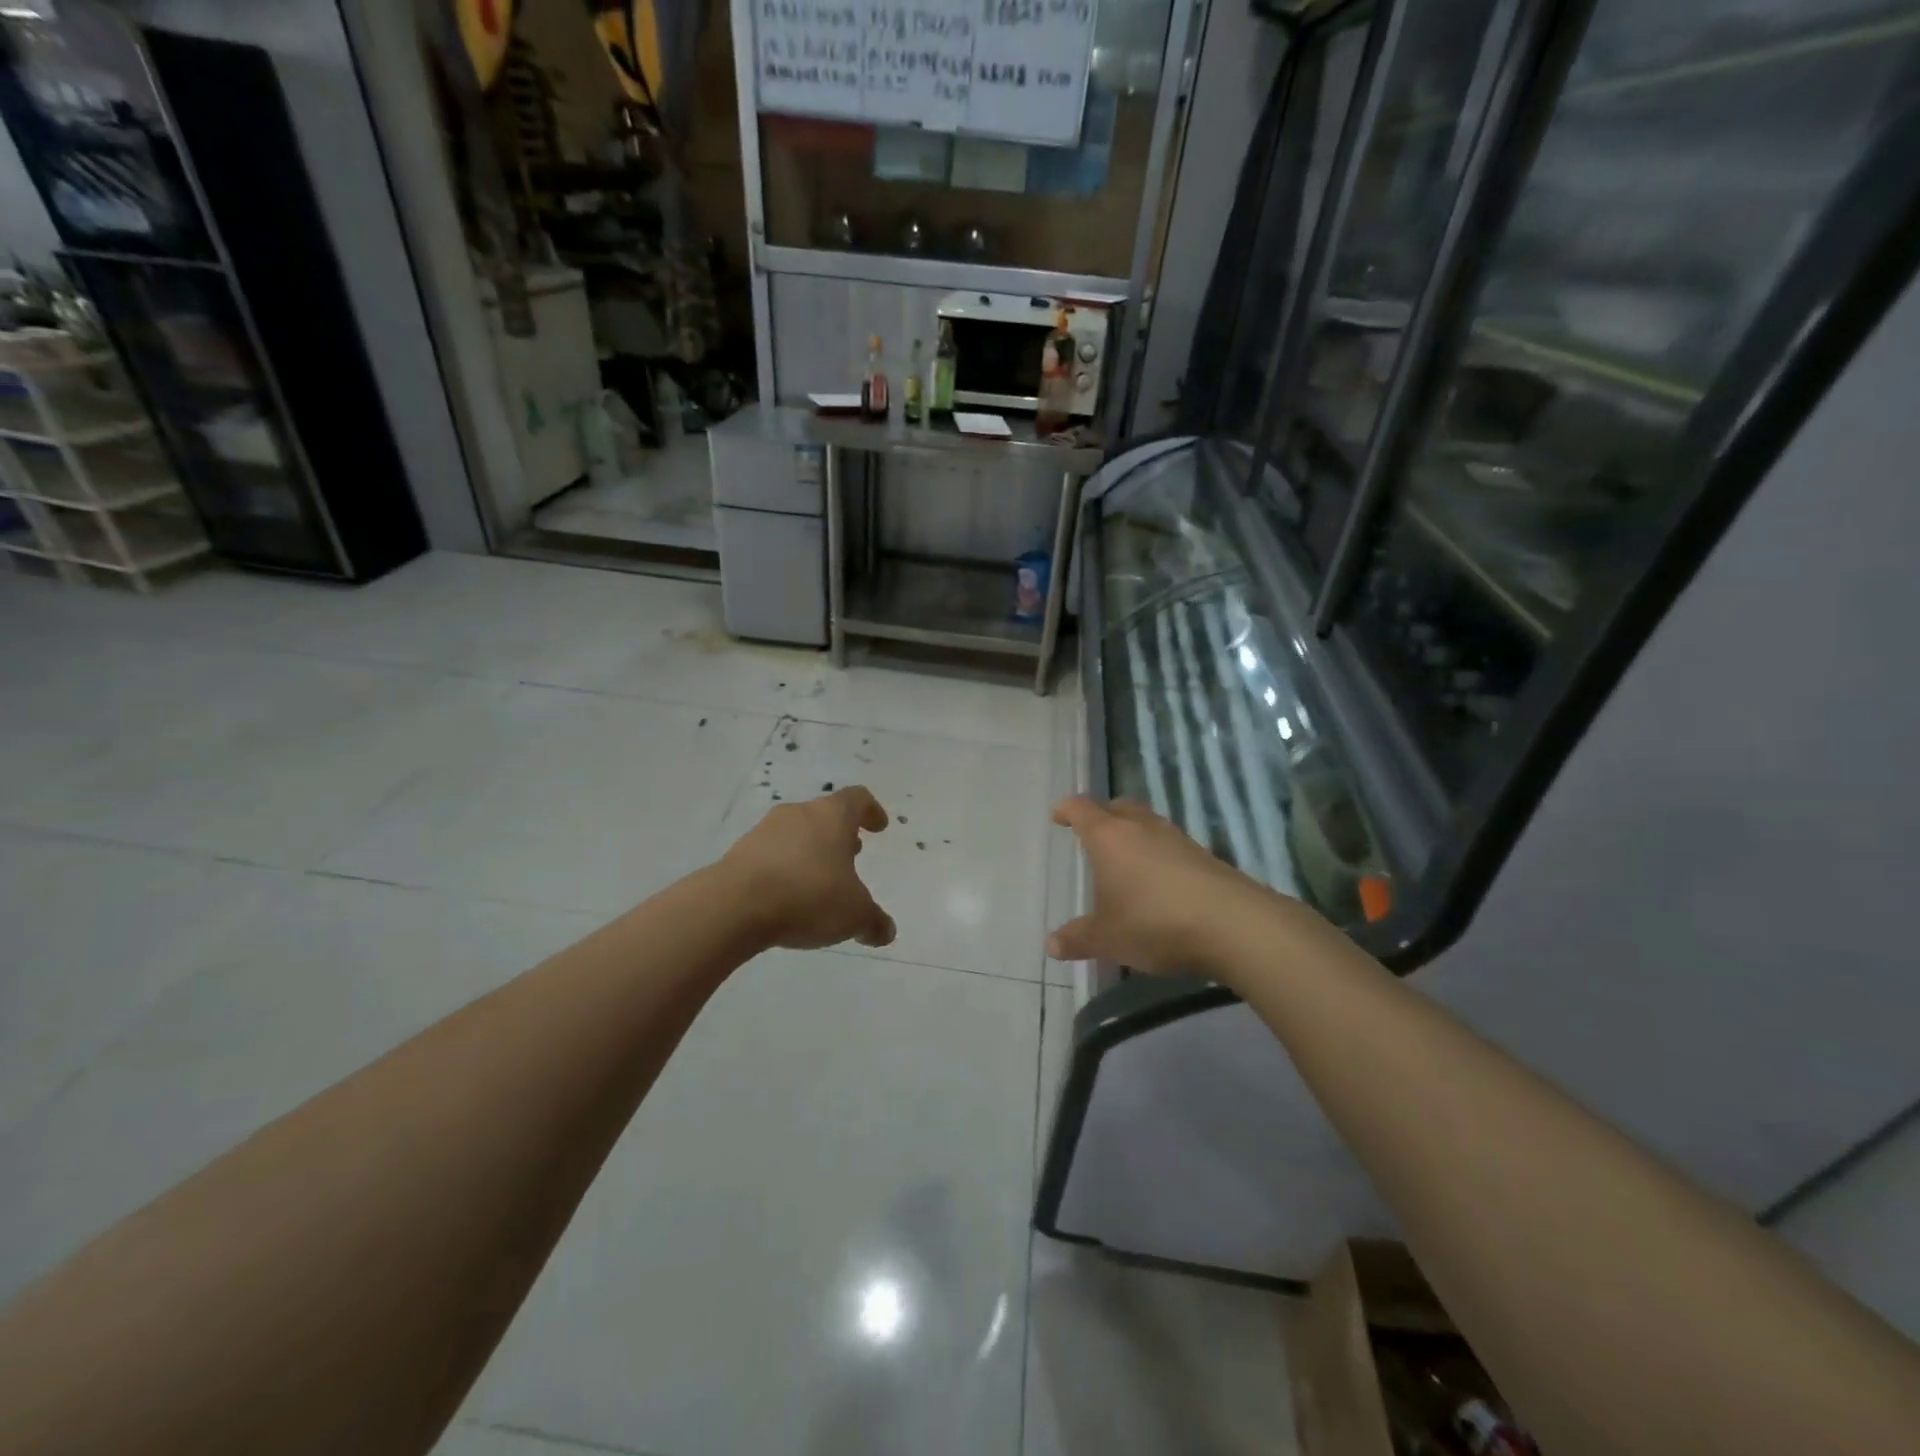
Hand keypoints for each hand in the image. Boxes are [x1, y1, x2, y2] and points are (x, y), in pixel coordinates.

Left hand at [721, 787, 897, 950]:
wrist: (734, 906)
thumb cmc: (808, 896)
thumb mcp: (854, 915)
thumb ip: (874, 921)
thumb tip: (886, 931)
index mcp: (832, 816)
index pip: (857, 799)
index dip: (871, 811)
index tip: (878, 826)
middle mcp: (799, 814)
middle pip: (825, 814)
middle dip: (840, 834)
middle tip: (853, 854)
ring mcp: (765, 830)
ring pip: (796, 833)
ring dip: (811, 850)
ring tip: (819, 879)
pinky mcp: (739, 852)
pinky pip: (771, 854)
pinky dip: (785, 867)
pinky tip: (788, 894)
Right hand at [1046, 796, 1272, 974]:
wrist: (1232, 925)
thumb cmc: (1154, 922)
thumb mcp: (1107, 938)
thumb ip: (1078, 939)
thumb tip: (1051, 945)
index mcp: (1110, 837)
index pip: (1082, 809)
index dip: (1067, 810)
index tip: (1058, 815)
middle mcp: (1142, 828)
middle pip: (1119, 807)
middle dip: (1103, 815)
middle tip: (1093, 831)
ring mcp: (1178, 840)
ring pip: (1148, 824)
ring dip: (1134, 834)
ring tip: (1125, 859)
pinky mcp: (1205, 857)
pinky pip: (1172, 845)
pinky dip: (1159, 854)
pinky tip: (1159, 882)